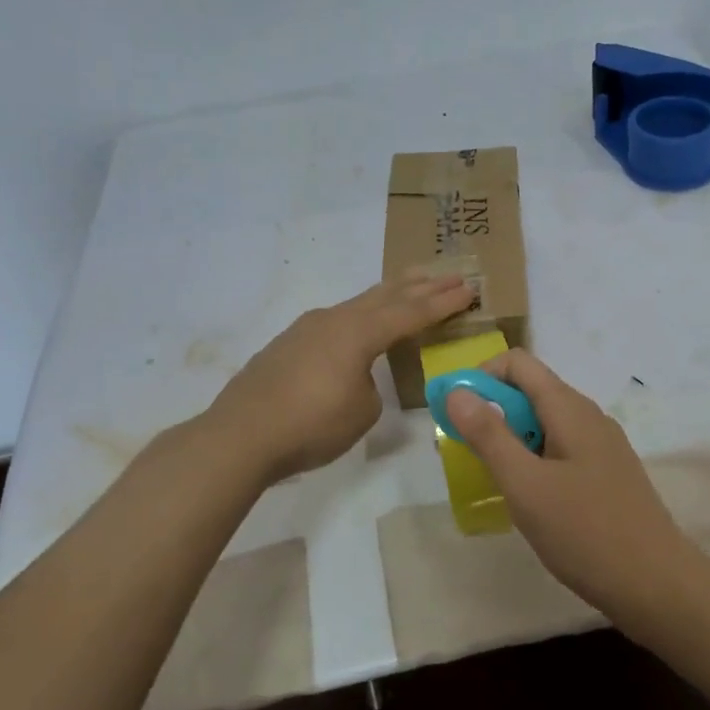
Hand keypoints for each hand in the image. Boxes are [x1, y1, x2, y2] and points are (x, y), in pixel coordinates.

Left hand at [206, 272, 474, 483]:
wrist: (241, 436)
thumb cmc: (311, 425)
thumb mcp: (361, 412)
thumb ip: (370, 386)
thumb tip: (358, 377)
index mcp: (359, 333)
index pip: (411, 313)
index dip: (443, 302)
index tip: (469, 288)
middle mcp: (335, 320)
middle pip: (386, 296)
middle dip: (421, 286)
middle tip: (450, 274)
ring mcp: (307, 328)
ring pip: (359, 303)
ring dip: (389, 295)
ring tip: (411, 284)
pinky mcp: (288, 344)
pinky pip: (336, 320)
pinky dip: (361, 314)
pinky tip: (360, 322)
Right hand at [446, 349, 693, 611]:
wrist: (657, 585)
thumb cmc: (585, 532)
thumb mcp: (526, 485)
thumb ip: (489, 435)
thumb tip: (457, 391)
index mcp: (569, 408)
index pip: (517, 363)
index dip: (480, 377)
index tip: (456, 415)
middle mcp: (588, 416)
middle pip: (531, 391)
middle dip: (491, 412)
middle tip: (465, 454)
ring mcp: (602, 446)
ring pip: (545, 423)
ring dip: (511, 439)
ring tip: (493, 480)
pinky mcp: (608, 474)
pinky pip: (562, 449)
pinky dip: (535, 460)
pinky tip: (529, 500)